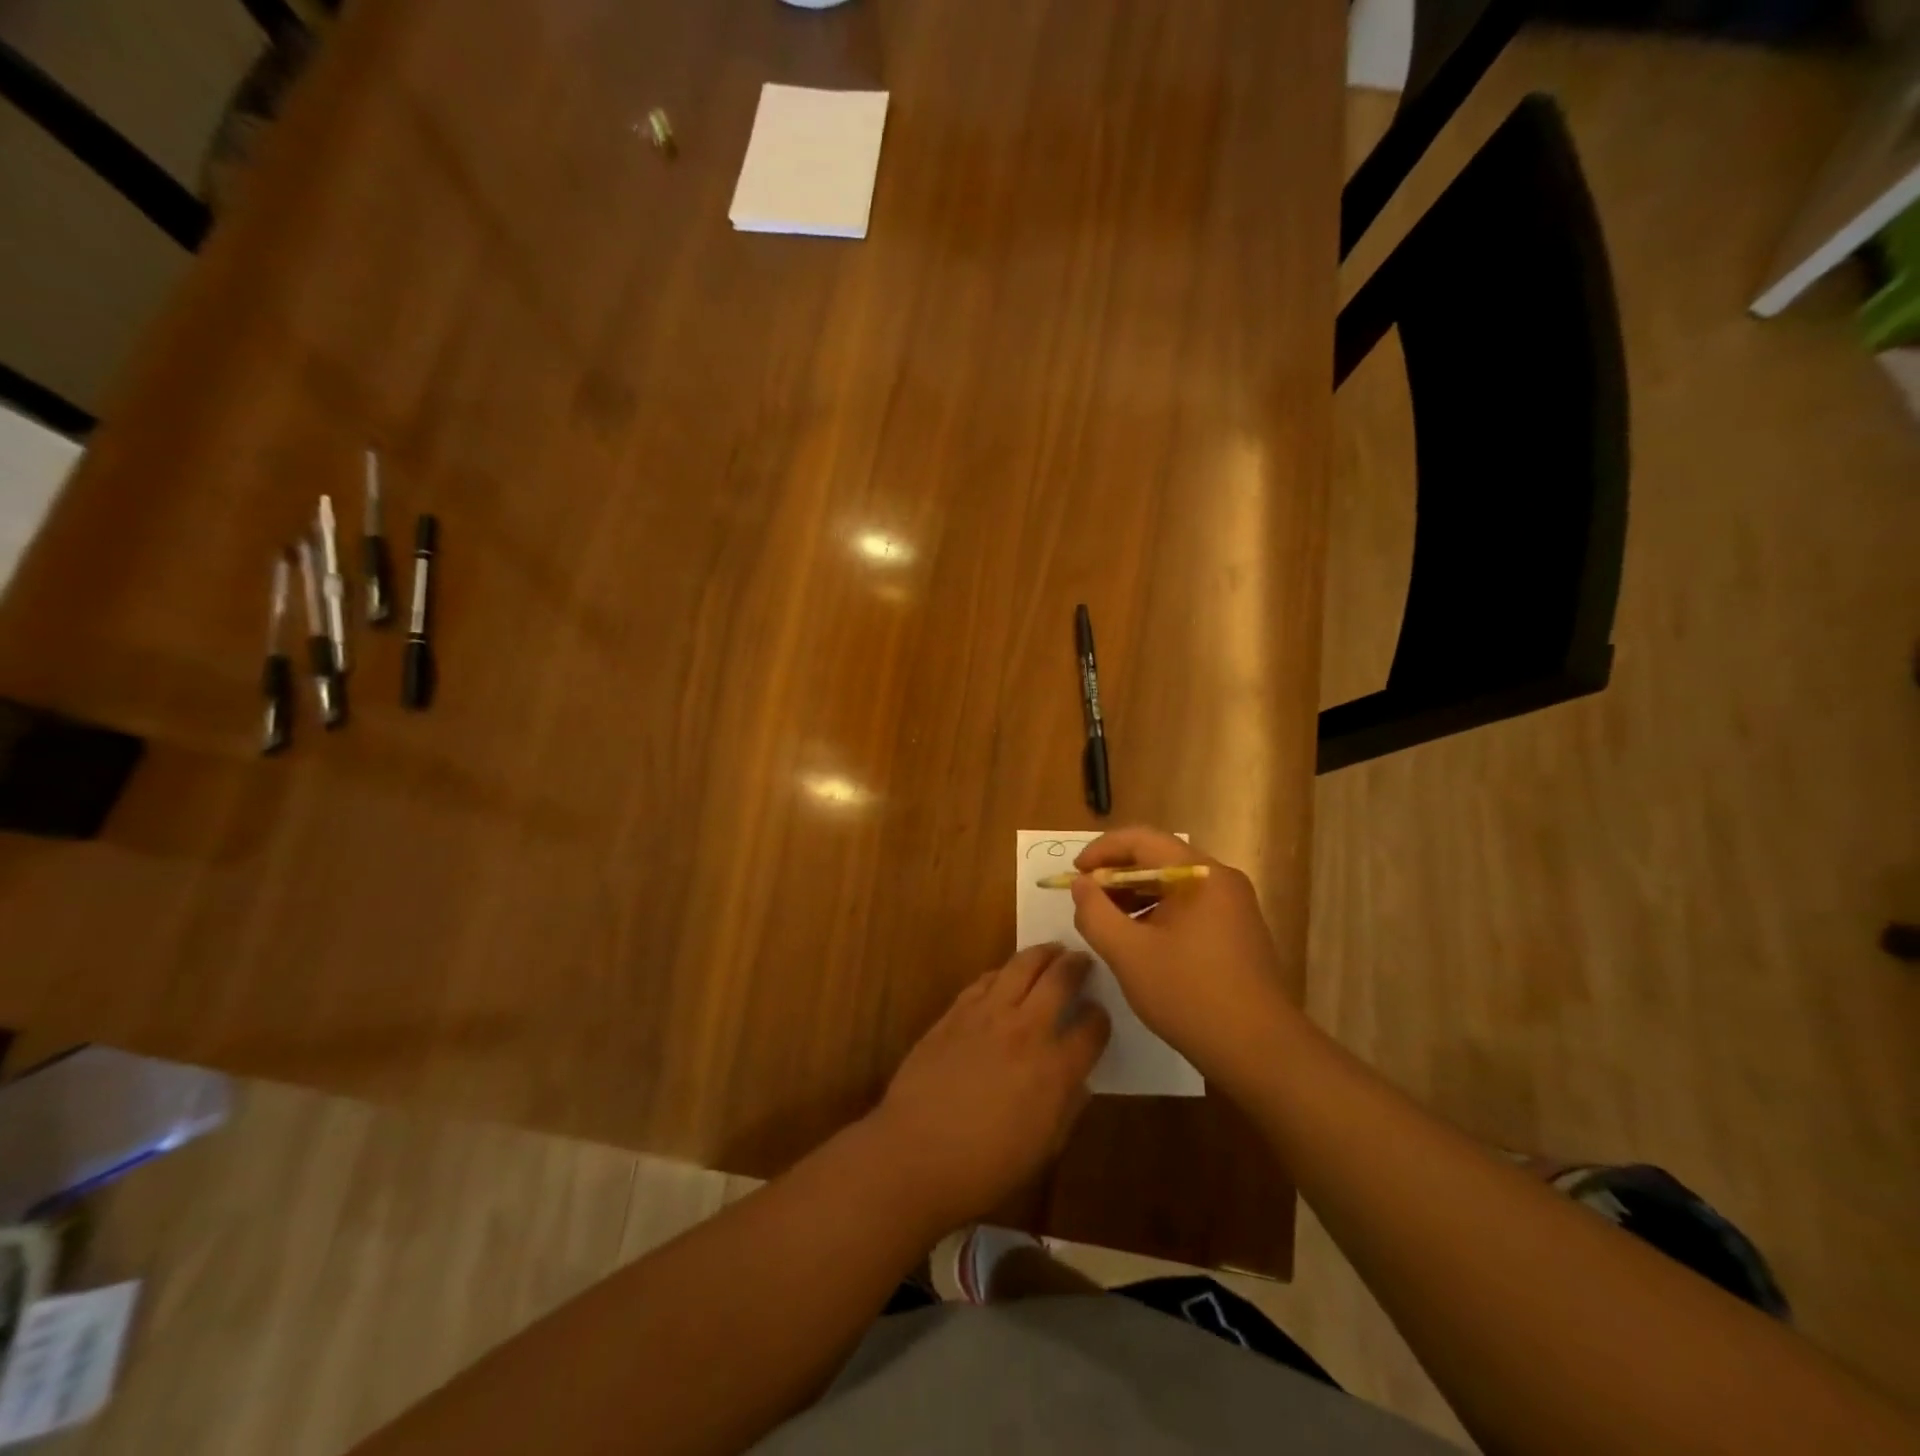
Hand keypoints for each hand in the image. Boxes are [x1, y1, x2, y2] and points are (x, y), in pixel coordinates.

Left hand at [870, 944, 1109, 1233]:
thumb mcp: (1043, 1149)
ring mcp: (987, 1015)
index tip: (1099, 1015)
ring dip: (1042, 954)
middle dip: (1077, 966)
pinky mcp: (956, 1012)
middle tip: (1083, 960)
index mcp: (1055, 1069)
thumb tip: (1078, 1080)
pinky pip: (986, 979)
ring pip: (1022, 965)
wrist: (914, 1155)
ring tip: (1052, 951)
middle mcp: (1026, 1030)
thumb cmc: (984, 1168)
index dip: (1100, 1018)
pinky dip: (1003, 971)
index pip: (1092, 1028)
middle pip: (1060, 979)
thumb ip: (1067, 1108)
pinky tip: (1006, 975)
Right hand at [1069, 826, 1299, 1090]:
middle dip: (1115, 875)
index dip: (1102, 850)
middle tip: (1085, 899)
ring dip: (1133, 895)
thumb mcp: (1128, 953)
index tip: (1075, 874)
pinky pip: (1186, 906)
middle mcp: (1221, 880)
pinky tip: (1137, 941)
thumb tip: (1080, 884)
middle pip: (1158, 858)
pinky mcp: (1235, 931)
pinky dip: (1155, 913)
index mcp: (1201, 874)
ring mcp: (1232, 906)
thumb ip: (1095, 913)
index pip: (1142, 840)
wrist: (1259, 1051)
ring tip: (1104, 921)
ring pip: (1171, 885)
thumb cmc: (1190, 995)